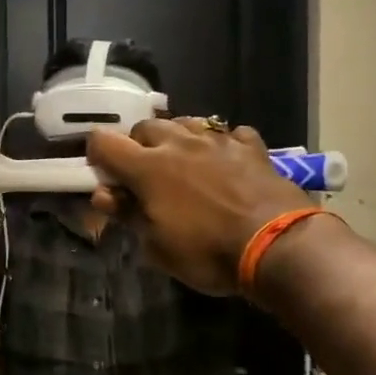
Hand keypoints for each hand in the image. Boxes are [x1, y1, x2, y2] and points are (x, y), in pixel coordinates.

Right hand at [87, 118, 311, 295]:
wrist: (278, 245)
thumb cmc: (208, 252)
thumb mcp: (158, 246)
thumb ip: (128, 215)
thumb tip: (103, 195)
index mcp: (147, 167)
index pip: (104, 142)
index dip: (97, 155)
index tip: (103, 174)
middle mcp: (178, 143)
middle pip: (145, 126)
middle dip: (138, 145)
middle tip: (144, 174)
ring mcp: (217, 140)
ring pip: (185, 122)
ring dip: (177, 138)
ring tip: (183, 162)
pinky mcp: (251, 147)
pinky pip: (229, 133)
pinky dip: (221, 144)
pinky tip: (226, 161)